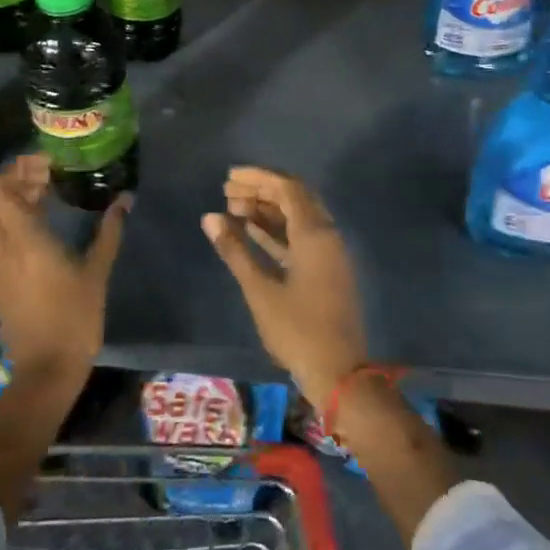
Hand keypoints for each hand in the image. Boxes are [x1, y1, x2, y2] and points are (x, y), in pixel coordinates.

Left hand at [0, 155, 127, 391]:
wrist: (46, 369)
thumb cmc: (75, 318)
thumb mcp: (97, 272)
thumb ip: (109, 232)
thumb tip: (125, 199)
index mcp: (25, 239)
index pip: (2, 190)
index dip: (17, 170)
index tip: (44, 162)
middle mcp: (0, 247)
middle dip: (4, 181)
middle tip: (38, 177)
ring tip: (32, 197)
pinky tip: (27, 224)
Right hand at [201, 167, 368, 407]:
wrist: (339, 372)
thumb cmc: (297, 330)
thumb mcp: (260, 290)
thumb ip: (235, 250)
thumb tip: (210, 217)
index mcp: (315, 234)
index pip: (287, 188)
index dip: (258, 178)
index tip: (229, 177)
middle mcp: (326, 235)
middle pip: (294, 198)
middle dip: (261, 190)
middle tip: (227, 191)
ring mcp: (329, 253)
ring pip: (297, 217)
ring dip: (268, 209)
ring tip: (233, 208)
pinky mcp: (326, 269)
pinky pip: (301, 236)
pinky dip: (277, 229)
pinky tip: (251, 230)